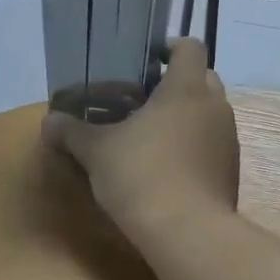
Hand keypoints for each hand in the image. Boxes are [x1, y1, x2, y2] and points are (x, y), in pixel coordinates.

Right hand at [44, 38, 239, 234]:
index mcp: (186, 88)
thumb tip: (49, 122)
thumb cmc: (141, 175)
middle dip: (176, 84)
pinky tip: (167, 168)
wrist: (187, 232)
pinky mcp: (230, 171)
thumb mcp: (96, 152)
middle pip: (203, 79)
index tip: (147, 59)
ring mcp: (227, 140)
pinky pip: (211, 145)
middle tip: (143, 99)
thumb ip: (72, 132)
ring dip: (186, 117)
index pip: (190, 47)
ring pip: (209, 114)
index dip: (171, 47)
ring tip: (152, 135)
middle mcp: (215, 107)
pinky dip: (194, 147)